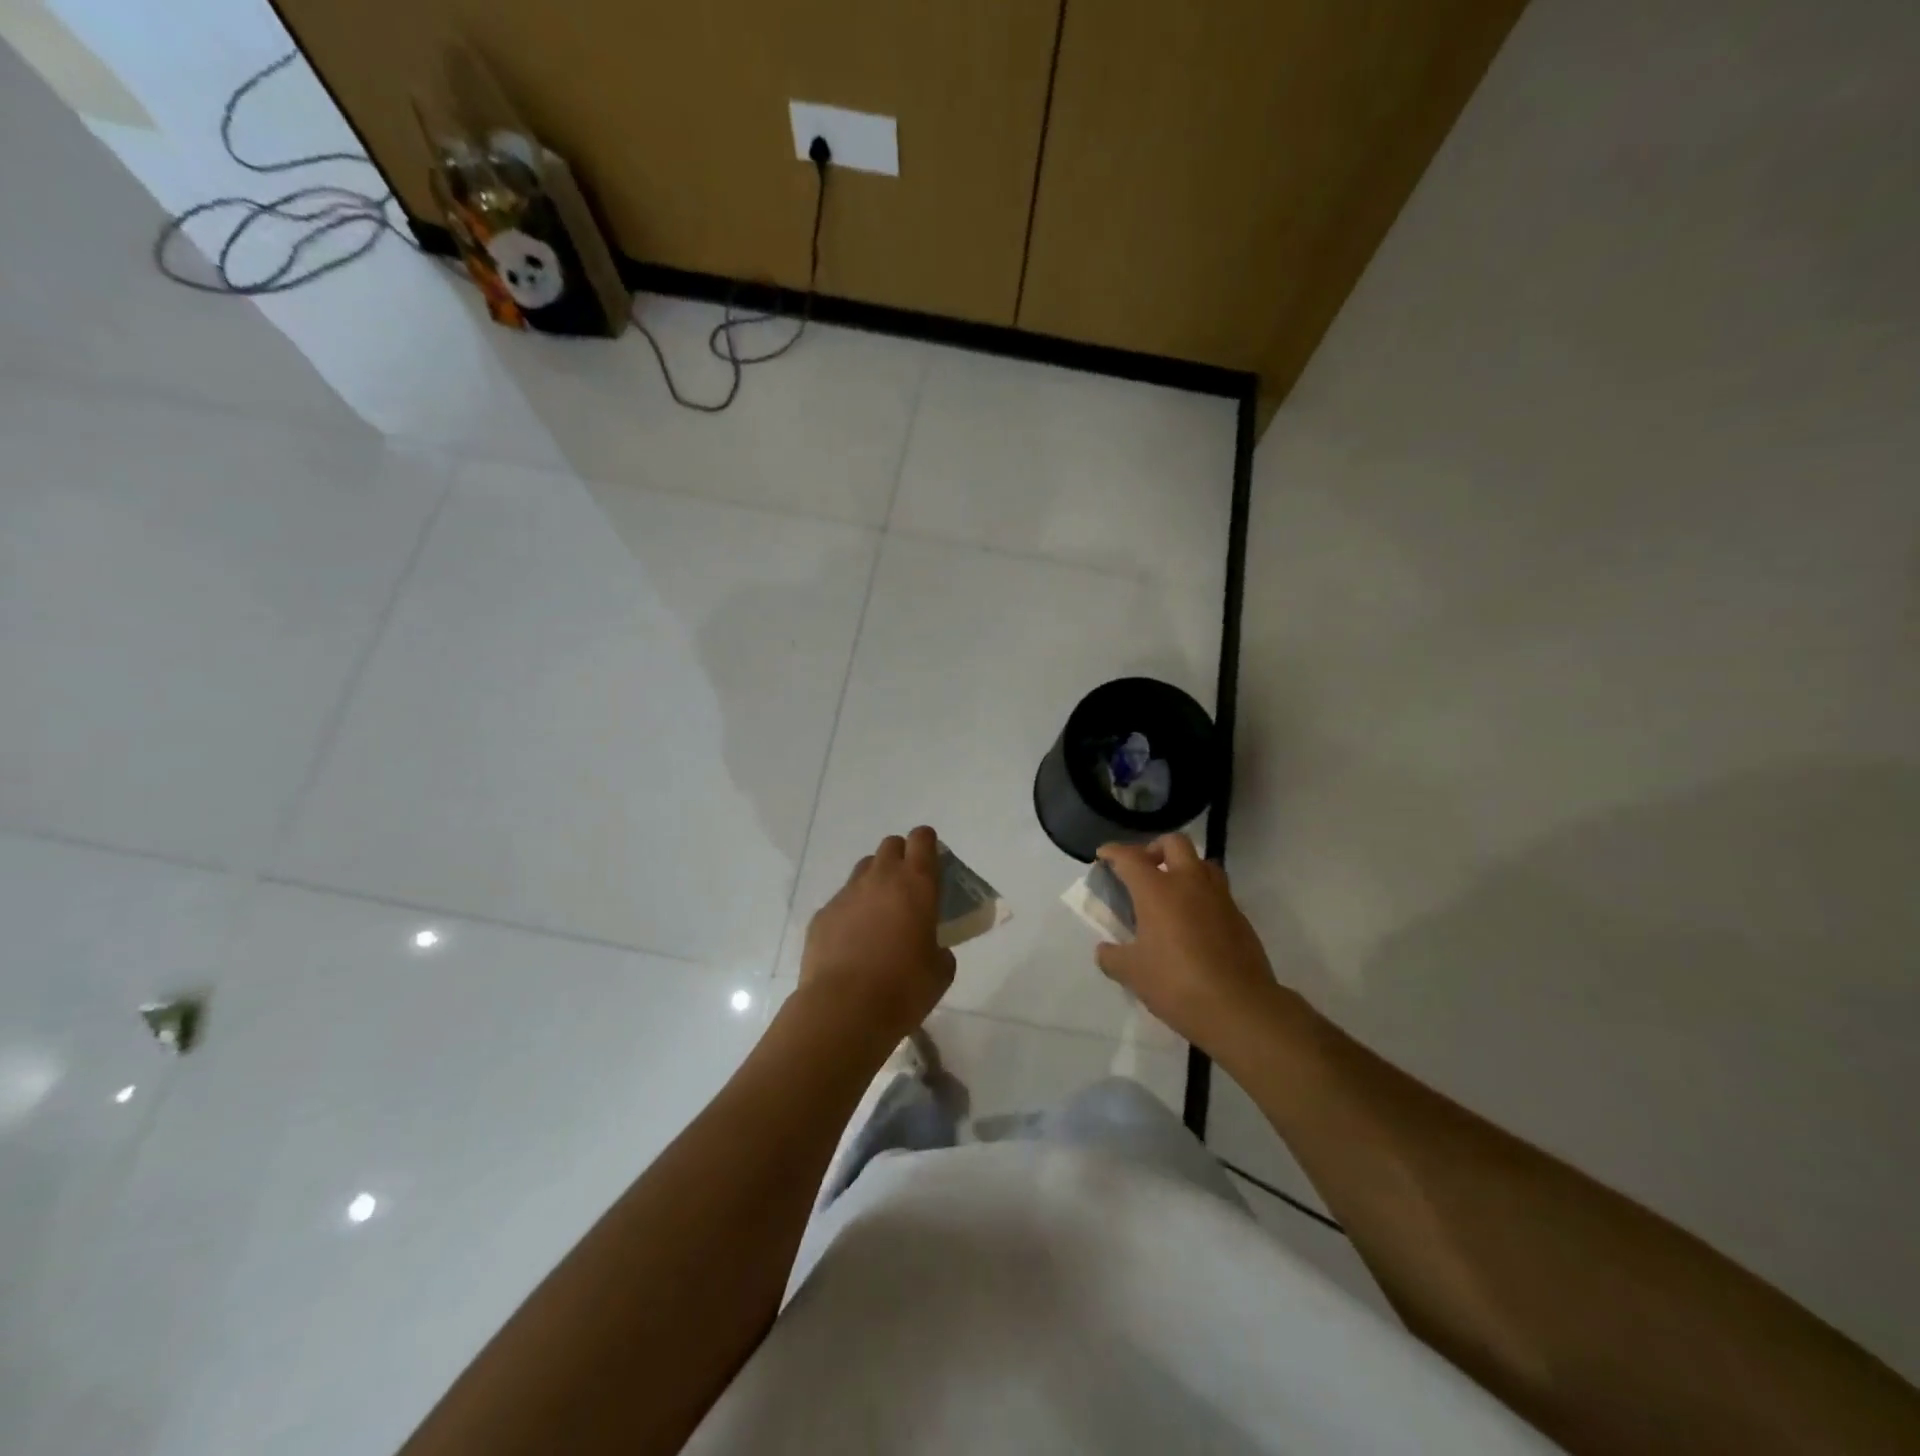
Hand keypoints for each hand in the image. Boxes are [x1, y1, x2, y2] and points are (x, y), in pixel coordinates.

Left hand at [799, 826, 955, 1043]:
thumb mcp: (940, 971)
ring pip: (864, 869)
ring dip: (875, 881)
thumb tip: (932, 947)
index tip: (932, 861)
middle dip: (901, 857)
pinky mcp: (822, 914)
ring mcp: (847, 894)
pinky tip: (853, 941)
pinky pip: (841, 901)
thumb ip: (940, 949)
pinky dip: (851, 912)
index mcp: (916, 884)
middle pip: (890, 846)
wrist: (843, 1009)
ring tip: (879, 915)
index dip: (927, 844)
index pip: (922, 839)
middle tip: (907, 888)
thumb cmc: (903, 989)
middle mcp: (880, 878)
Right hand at [1093, 834, 1291, 1052]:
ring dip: (1184, 867)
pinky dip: (1202, 895)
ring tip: (1172, 891)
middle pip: (1174, 843)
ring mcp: (1219, 898)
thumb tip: (1104, 951)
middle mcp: (1189, 883)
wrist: (1239, 1007)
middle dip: (1155, 848)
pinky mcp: (1240, 917)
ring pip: (1202, 862)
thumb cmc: (1176, 983)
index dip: (1113, 852)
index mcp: (1157, 890)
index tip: (1104, 854)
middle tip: (1144, 868)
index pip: (1130, 857)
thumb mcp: (1132, 973)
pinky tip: (1193, 921)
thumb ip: (1112, 958)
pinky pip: (1218, 892)